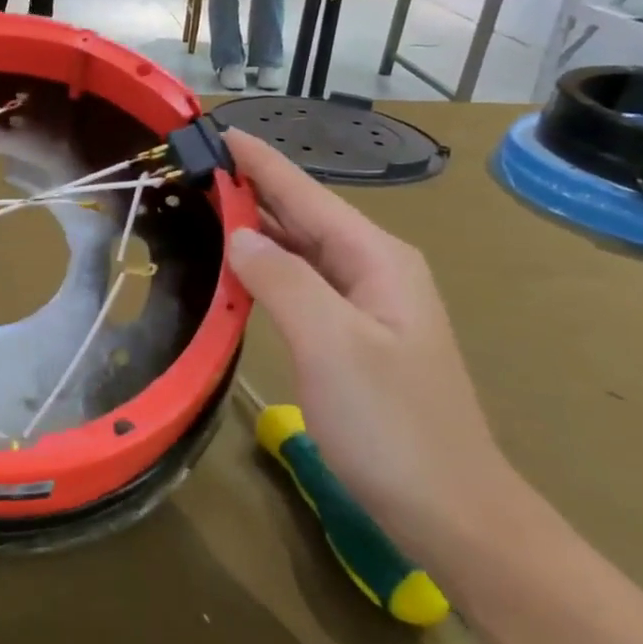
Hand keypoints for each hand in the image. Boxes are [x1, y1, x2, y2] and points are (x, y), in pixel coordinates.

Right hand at [223, 128, 517, 555]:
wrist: (452, 512)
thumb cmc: (392, 425)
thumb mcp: (331, 344)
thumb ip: (282, 280)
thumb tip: (239, 234)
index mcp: (375, 259)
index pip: (305, 194)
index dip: (258, 162)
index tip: (214, 131)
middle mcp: (372, 270)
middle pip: (301, 215)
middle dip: (250, 189)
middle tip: (190, 170)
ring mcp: (364, 306)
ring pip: (298, 250)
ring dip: (254, 227)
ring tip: (200, 207)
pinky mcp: (351, 337)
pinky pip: (299, 285)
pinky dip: (263, 269)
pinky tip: (234, 272)